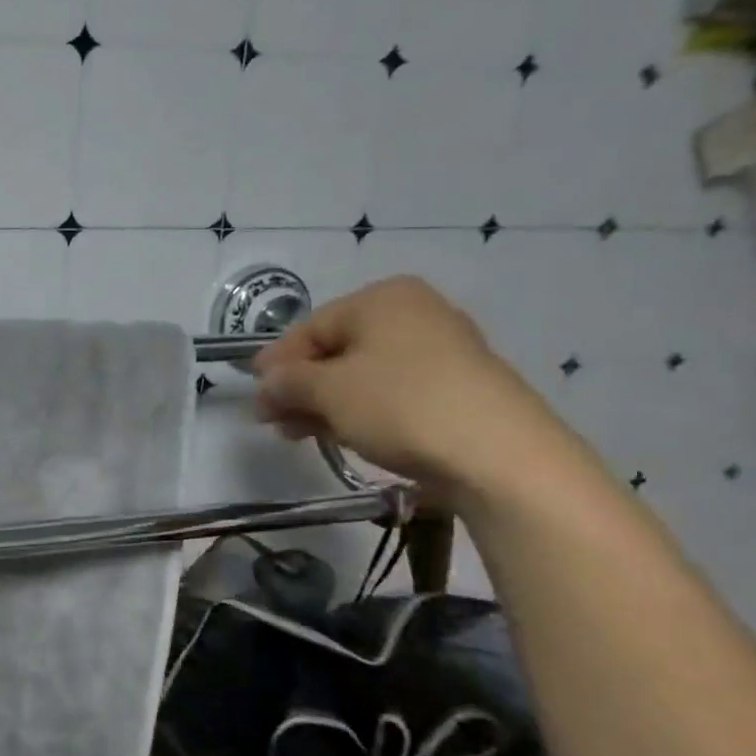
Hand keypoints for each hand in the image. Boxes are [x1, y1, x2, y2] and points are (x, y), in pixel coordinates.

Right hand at [252, 276, 574, 502]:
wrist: (502, 457)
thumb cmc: (402, 406)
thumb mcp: (328, 391)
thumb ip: (287, 382)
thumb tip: (266, 384)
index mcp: (382, 298)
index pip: (309, 328)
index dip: (275, 362)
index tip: (253, 394)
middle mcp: (414, 313)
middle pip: (336, 349)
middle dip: (299, 386)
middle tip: (271, 419)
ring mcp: (442, 350)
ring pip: (363, 373)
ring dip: (324, 402)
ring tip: (300, 434)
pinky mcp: (459, 388)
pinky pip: (392, 391)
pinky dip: (360, 410)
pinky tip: (342, 434)